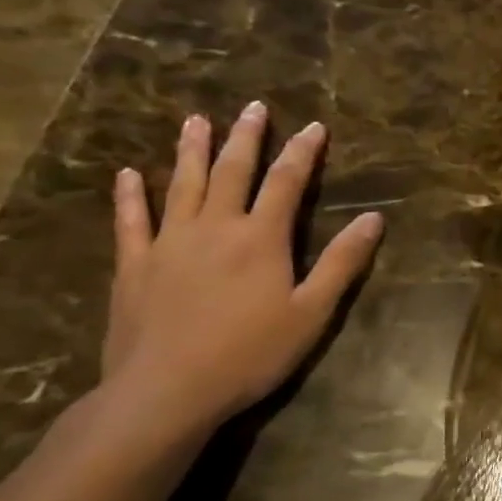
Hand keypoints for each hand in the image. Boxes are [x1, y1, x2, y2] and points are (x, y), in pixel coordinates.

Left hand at [100, 101, 384, 440]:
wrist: (165, 393)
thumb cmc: (250, 354)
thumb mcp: (312, 312)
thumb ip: (342, 262)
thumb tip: (373, 219)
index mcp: (261, 238)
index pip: (287, 182)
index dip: (303, 152)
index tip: (315, 126)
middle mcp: (215, 228)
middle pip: (233, 172)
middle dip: (247, 138)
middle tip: (254, 107)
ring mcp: (169, 244)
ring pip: (182, 185)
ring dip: (191, 151)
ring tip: (195, 121)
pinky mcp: (134, 267)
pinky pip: (131, 222)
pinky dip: (130, 196)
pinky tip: (128, 175)